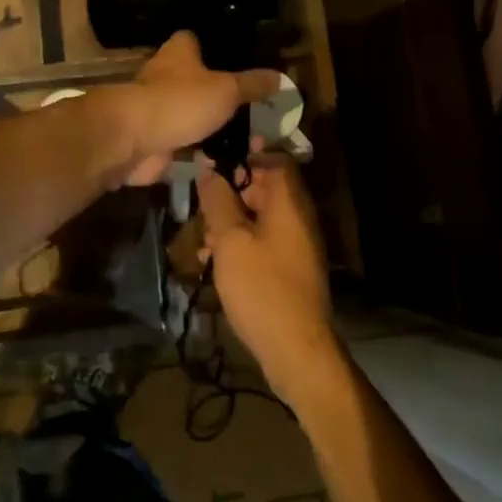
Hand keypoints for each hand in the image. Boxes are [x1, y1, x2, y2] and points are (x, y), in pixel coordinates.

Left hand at [117, 31, 280, 185]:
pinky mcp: (155, 138)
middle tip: (254, 106)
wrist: (134, 140)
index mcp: (179, 52)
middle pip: (196, 78)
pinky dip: (202, 150)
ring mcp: (158, 107)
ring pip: (192, 112)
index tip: (240, 58)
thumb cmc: (180, 101)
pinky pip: (186, 142)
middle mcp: (165, 74)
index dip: (215, 46)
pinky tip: (227, 158)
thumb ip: (252, 85)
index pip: (196, 39)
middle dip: (220, 92)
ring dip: (212, 124)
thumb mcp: (226, 90)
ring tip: (249, 137)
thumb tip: (281, 76)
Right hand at [196, 155, 339, 404]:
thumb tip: (210, 170)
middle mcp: (298, 216)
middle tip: (202, 201)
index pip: (275, 159)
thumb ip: (219, 200)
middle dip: (232, 190)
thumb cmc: (261, 287)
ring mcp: (297, 243)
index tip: (216, 155)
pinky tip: (215, 260)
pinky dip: (241, 242)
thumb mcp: (230, 240)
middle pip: (266, 187)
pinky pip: (263, 240)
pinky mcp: (290, 267)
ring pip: (261, 215)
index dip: (246, 152)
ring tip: (203, 238)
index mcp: (289, 202)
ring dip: (231, 219)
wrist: (296, 348)